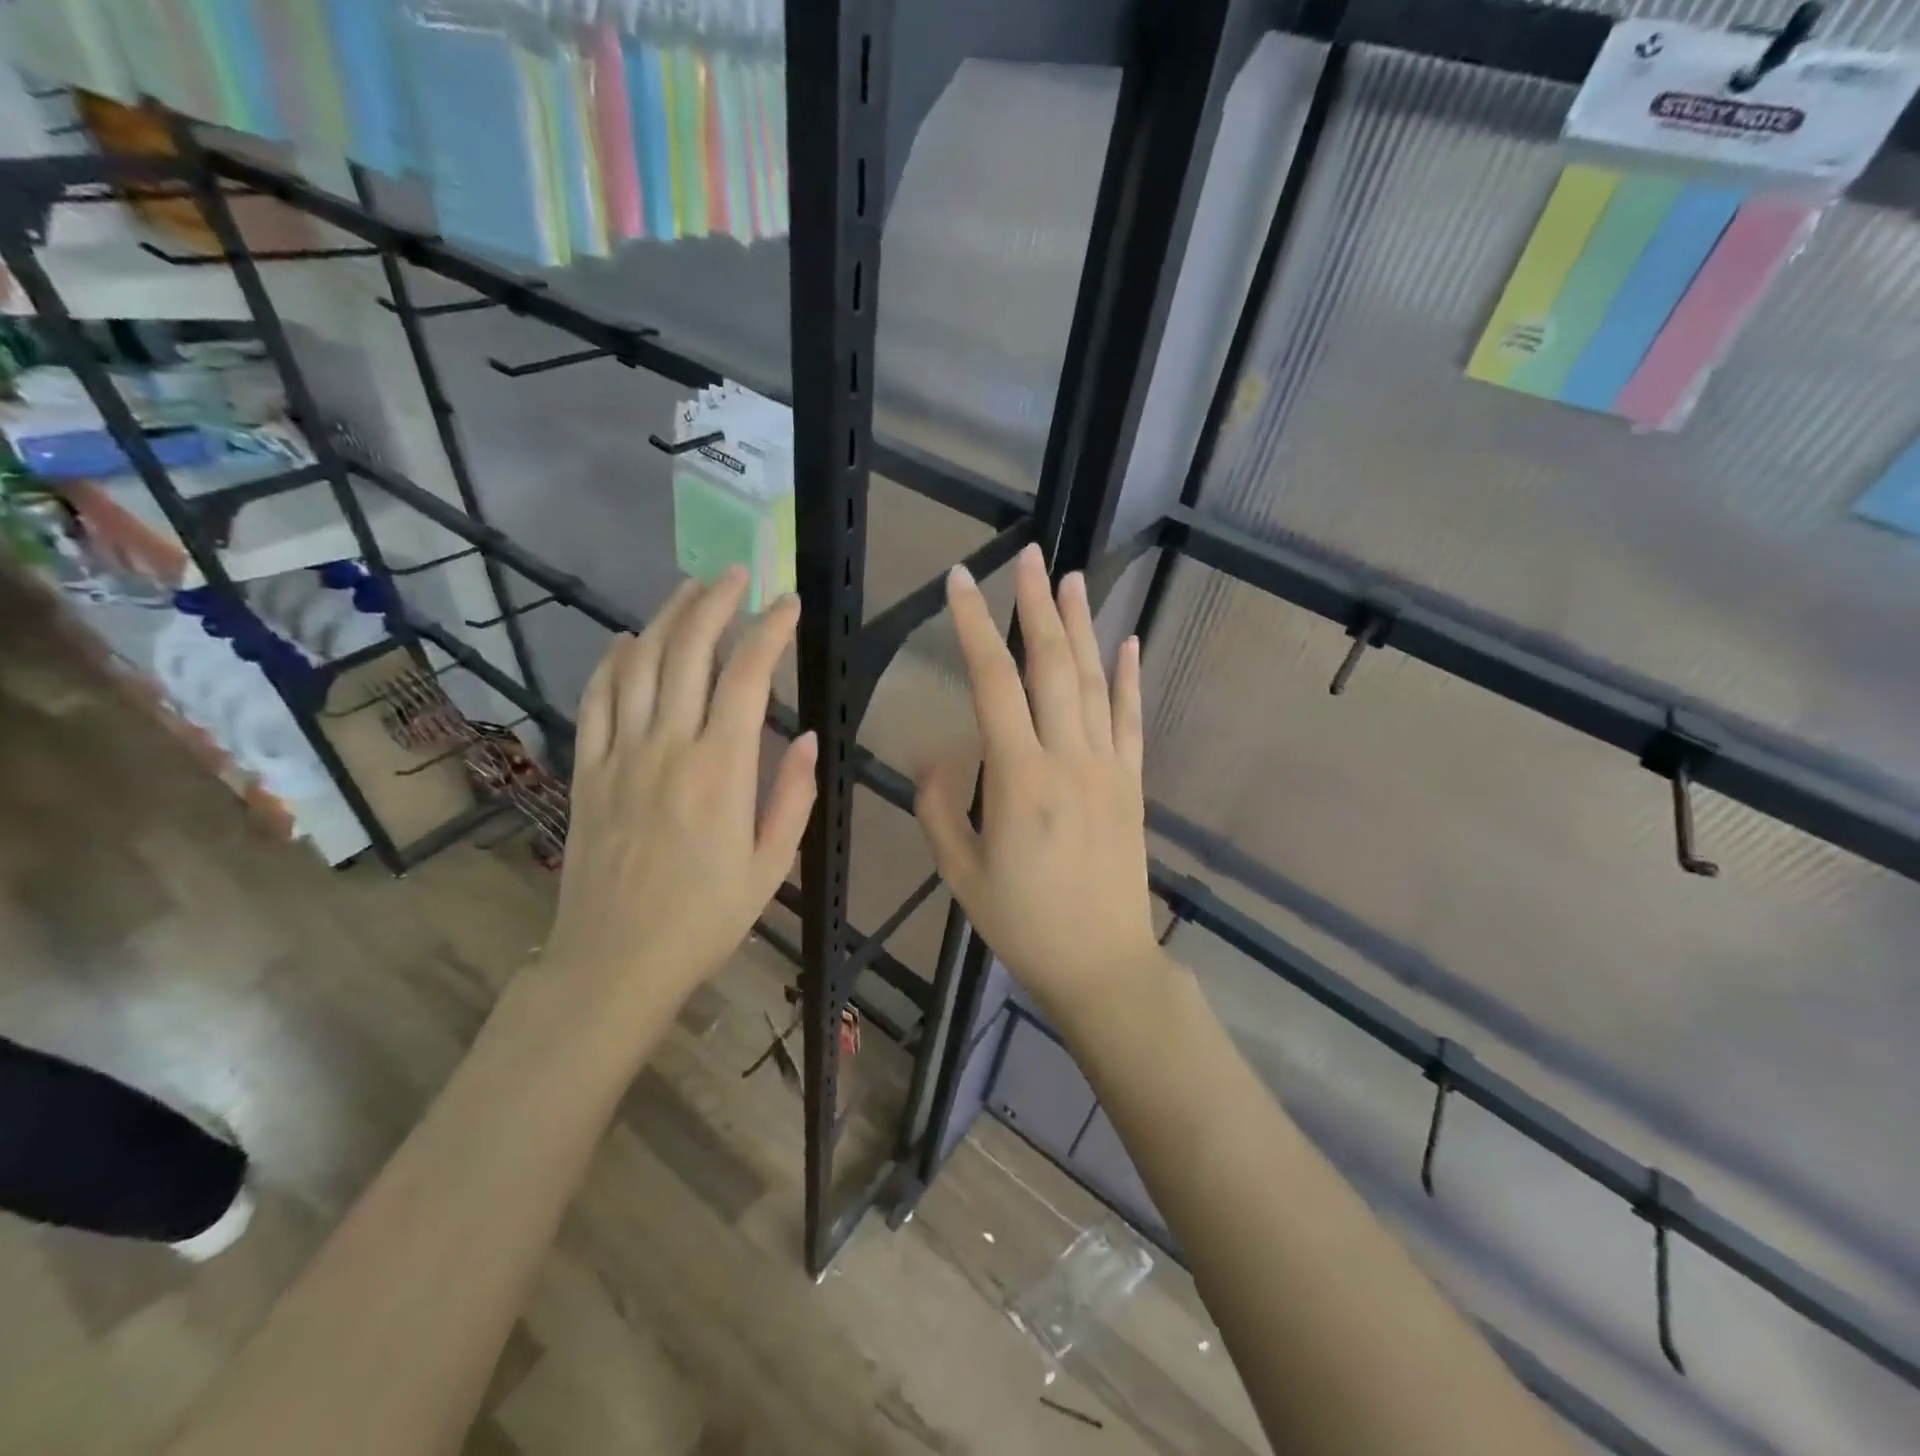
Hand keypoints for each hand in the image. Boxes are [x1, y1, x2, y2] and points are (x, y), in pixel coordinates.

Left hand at [542, 568, 816, 1022]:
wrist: (616, 960)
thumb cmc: (705, 919)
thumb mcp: (771, 867)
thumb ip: (791, 796)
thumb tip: (804, 738)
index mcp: (722, 771)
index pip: (747, 677)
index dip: (769, 630)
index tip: (786, 603)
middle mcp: (668, 747)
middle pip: (687, 651)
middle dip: (714, 603)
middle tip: (735, 575)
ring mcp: (620, 755)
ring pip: (638, 664)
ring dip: (664, 618)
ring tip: (688, 589)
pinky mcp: (587, 770)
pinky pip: (595, 700)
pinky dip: (610, 662)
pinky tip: (624, 640)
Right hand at [916, 543, 1164, 1028]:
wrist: (1102, 964)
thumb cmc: (1023, 923)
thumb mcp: (960, 872)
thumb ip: (939, 807)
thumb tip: (937, 754)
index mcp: (1019, 779)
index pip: (993, 683)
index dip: (975, 626)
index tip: (960, 581)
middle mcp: (1068, 759)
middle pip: (1052, 666)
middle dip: (1037, 606)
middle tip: (1028, 557)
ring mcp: (1107, 768)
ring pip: (1094, 682)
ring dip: (1082, 626)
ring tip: (1072, 578)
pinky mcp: (1132, 784)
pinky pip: (1132, 721)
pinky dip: (1130, 678)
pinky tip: (1129, 642)